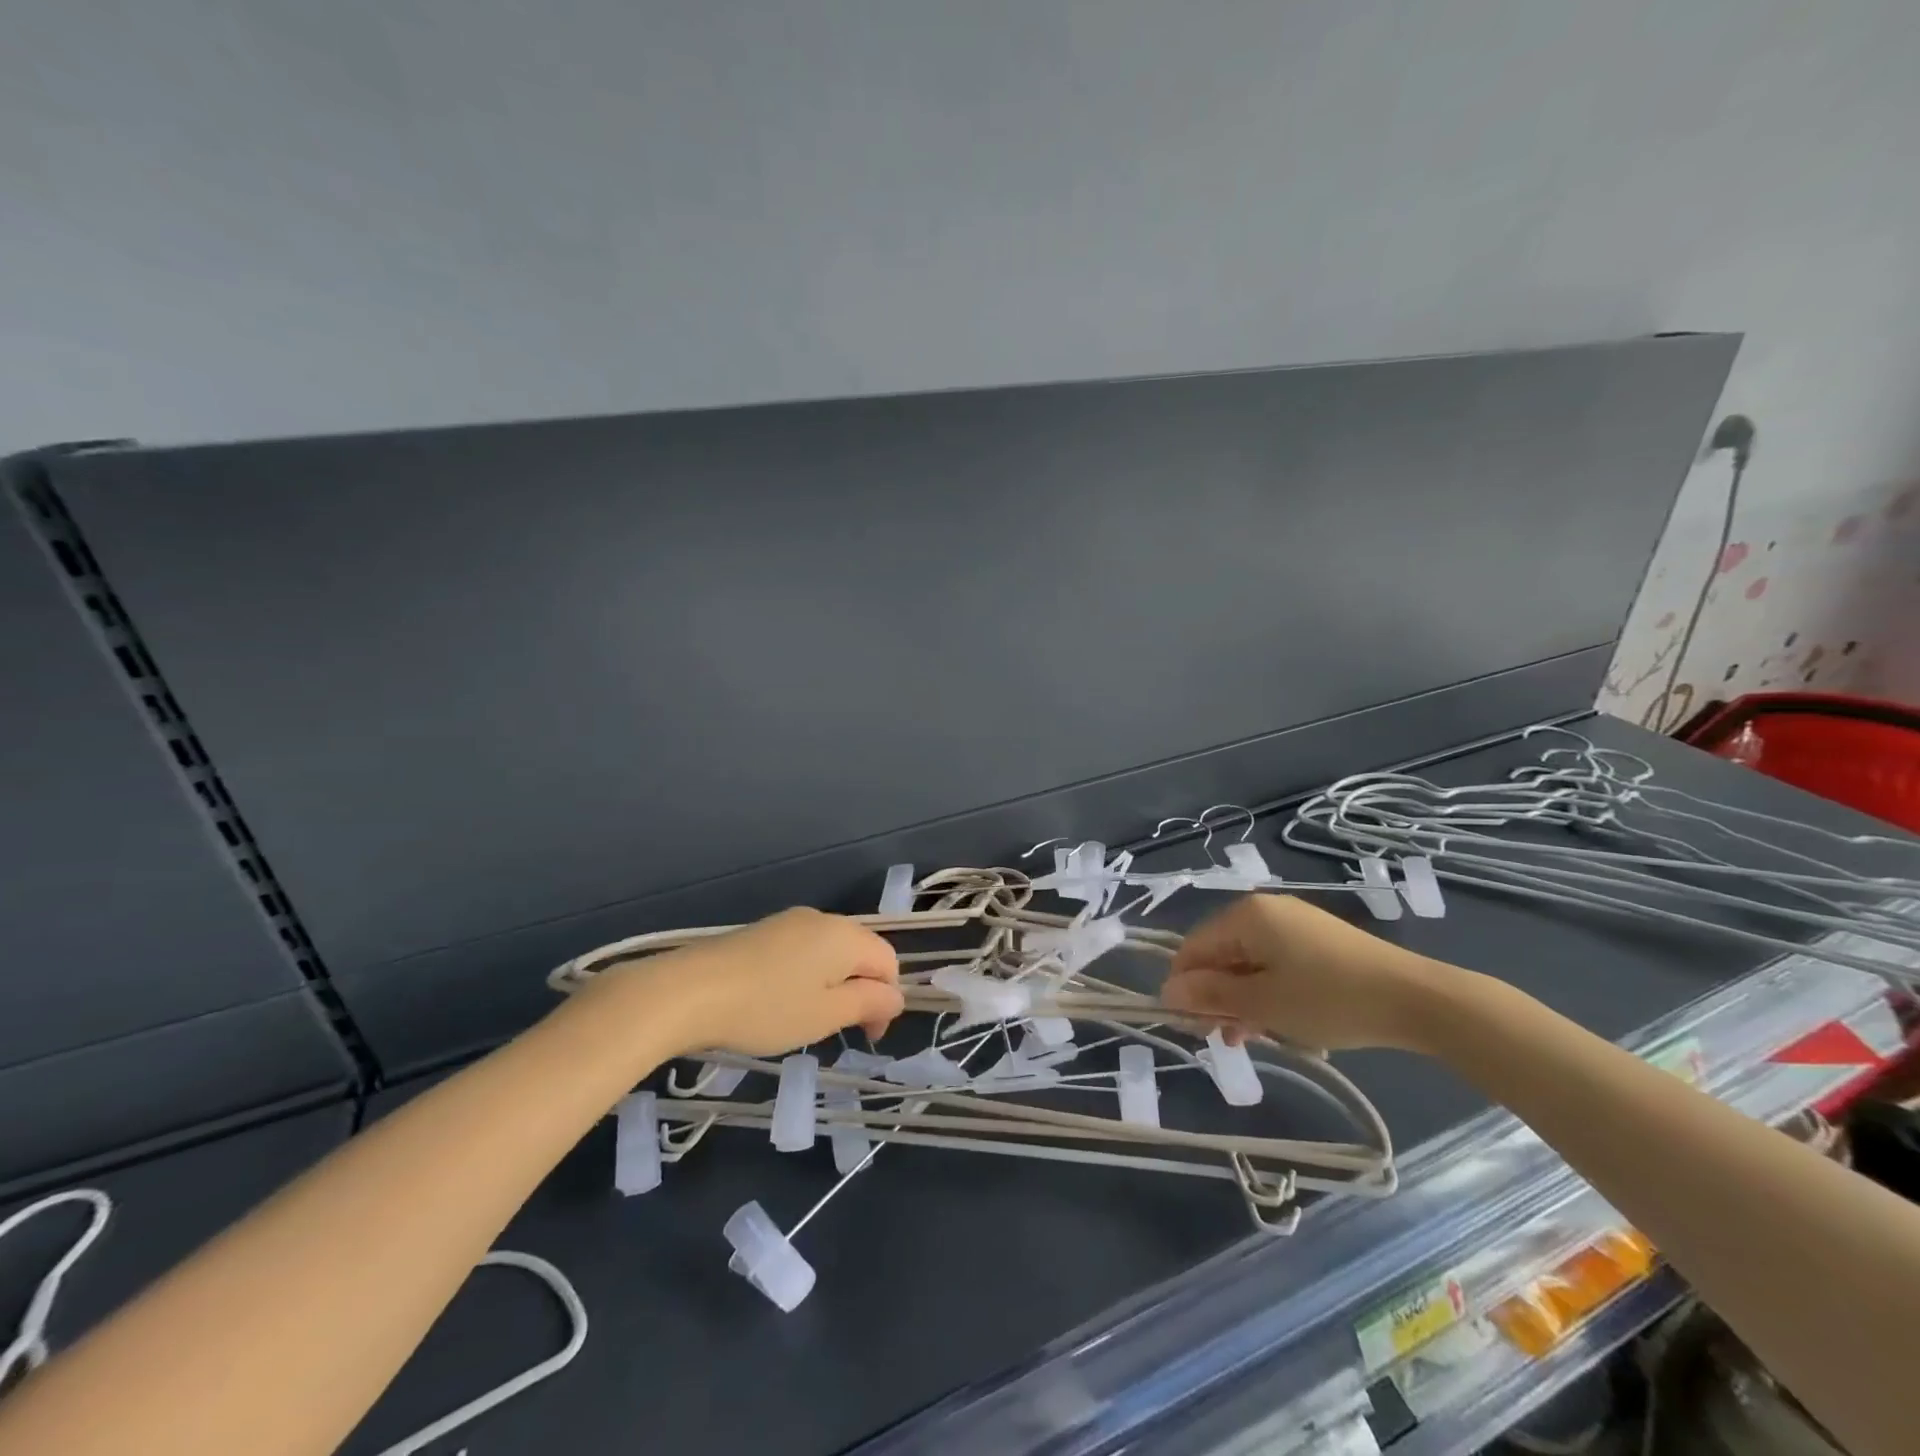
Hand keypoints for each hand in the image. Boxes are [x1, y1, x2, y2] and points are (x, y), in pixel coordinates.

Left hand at [590, 907, 903, 1057]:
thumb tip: (895, 997)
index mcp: (846, 935)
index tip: (866, 1037)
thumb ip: (868, 1003)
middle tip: (837, 1031)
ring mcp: (789, 922)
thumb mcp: (826, 1015)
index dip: (886, 1000)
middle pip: (860, 952)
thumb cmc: (767, 1008)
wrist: (688, 991)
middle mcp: (822, 919)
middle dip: (860, 991)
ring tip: (806, 1020)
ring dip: (832, 985)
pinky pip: (801, 951)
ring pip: (829, 953)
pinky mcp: (762, 931)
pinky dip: (805, 977)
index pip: (888, 962)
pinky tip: (779, 1002)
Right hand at [1161, 895, 1449, 1051]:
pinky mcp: (1317, 940)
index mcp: (1244, 915)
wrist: (1415, 999)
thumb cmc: (1328, 999)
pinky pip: (1275, 963)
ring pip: (1248, 962)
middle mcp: (1264, 910)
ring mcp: (1293, 923)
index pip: (1193, 948)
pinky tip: (1278, 1023)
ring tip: (1252, 1038)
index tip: (1193, 1027)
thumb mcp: (1262, 1003)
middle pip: (1220, 954)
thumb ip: (1210, 995)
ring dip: (1242, 1000)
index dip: (1185, 988)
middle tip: (1225, 1038)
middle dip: (1216, 996)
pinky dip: (1268, 991)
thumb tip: (1166, 992)